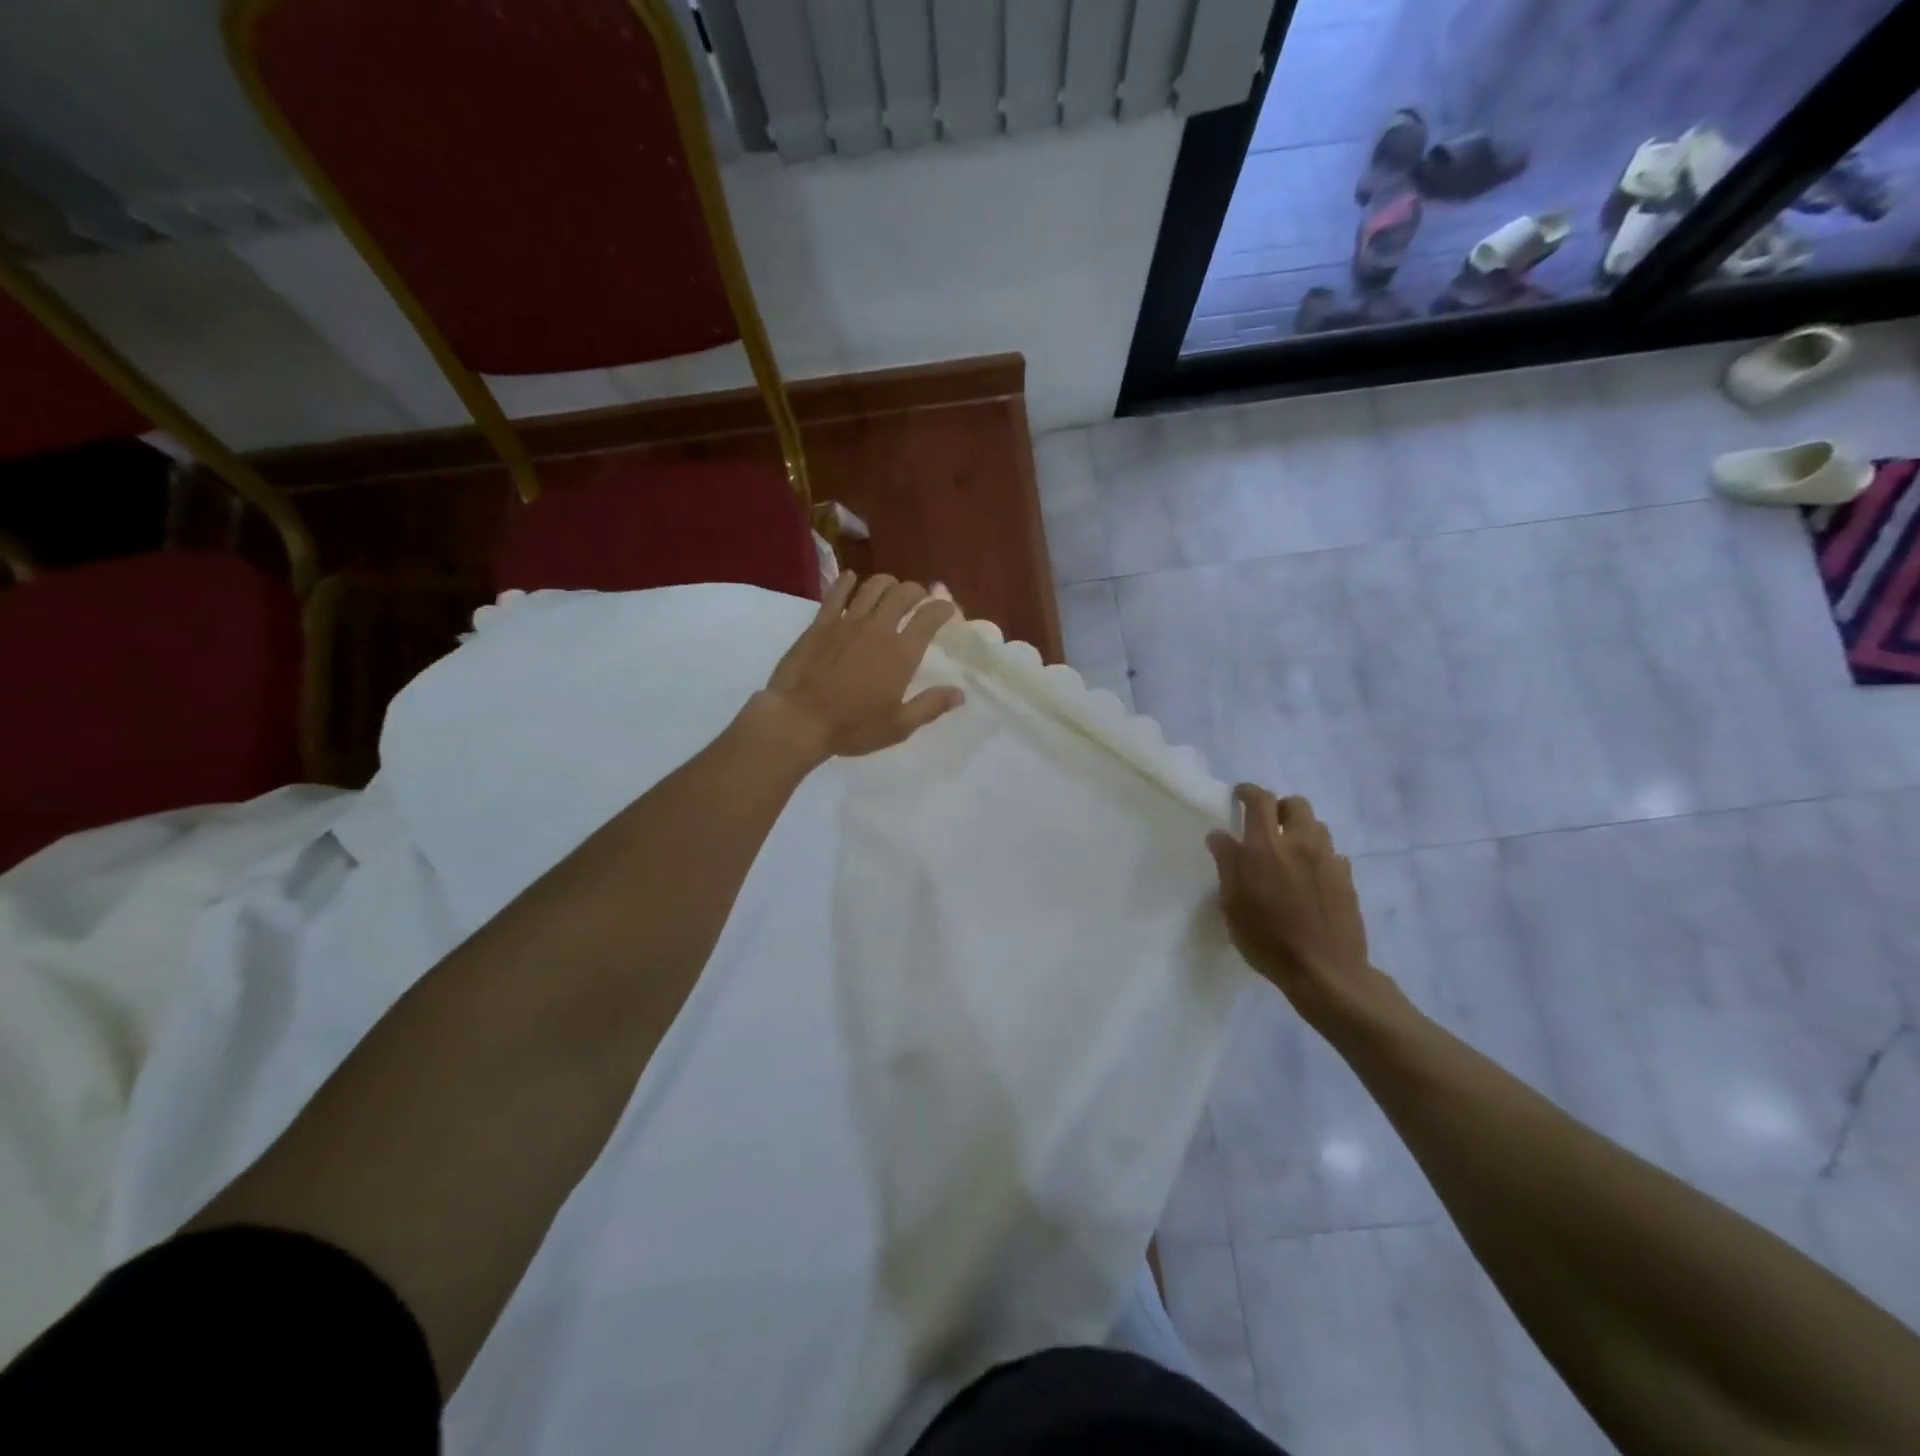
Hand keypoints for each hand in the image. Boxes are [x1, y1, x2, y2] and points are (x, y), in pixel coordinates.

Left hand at [758, 571, 963, 762]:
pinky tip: (851, 578)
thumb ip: (930, 706)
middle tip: (920, 597)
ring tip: (891, 588)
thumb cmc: (852, 726)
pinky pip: (836, 593)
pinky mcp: (821, 623)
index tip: (947, 610)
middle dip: (916, 591)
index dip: (942, 609)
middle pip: (903, 594)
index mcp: (902, 653)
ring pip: (873, 587)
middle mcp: (878, 629)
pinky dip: (847, 582)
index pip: (929, 618)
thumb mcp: (898, 726)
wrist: (799, 718)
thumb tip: (959, 693)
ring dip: (887, 583)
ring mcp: (847, 622)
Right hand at [1206, 785, 1404, 1031]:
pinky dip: (1317, 855)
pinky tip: (1308, 878)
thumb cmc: (1267, 938)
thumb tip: (1220, 834)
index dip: (1247, 791)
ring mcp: (1328, 860)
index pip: (1259, 799)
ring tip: (1288, 852)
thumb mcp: (1232, 903)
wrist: (1325, 971)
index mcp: (1266, 845)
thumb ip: (1227, 863)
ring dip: (1300, 830)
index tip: (1238, 796)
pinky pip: (1331, 853)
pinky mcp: (1347, 878)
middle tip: (1265, 825)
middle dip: (1279, 808)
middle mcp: (1300, 843)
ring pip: (1316, 826)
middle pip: (1295, 804)